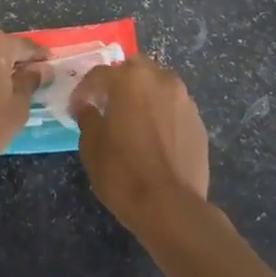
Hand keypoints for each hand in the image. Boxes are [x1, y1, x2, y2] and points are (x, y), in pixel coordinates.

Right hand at [70, 56, 210, 233]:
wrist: (171, 207)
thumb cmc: (123, 173)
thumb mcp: (91, 146)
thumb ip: (88, 118)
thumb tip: (88, 108)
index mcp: (129, 80)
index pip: (99, 74)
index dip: (84, 90)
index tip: (76, 108)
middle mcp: (160, 80)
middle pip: (134, 69)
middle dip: (119, 81)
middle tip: (107, 104)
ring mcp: (184, 100)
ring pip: (158, 84)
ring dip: (143, 94)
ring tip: (133, 119)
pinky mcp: (198, 121)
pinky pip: (173, 107)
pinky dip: (161, 112)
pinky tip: (155, 136)